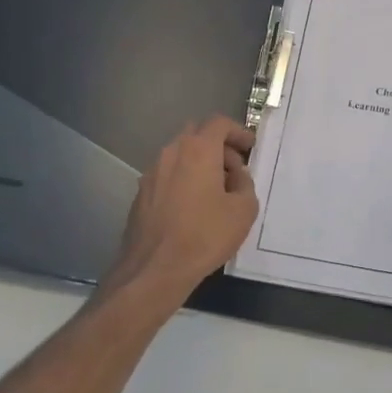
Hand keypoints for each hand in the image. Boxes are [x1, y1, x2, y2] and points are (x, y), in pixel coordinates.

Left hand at [103, 116, 258, 313]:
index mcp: (198, 150)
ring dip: (199, 163)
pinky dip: (183, 179)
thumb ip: (245, 184)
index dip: (238, 131)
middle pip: (196, 134)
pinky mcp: (141, 193)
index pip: (218, 123)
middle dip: (218, 145)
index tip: (250, 147)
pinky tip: (192, 207)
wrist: (154, 269)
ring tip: (215, 190)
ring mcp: (152, 172)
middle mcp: (171, 153)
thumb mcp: (243, 210)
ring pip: (180, 154)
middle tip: (234, 169)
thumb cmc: (204, 236)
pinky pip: (167, 174)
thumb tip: (236, 176)